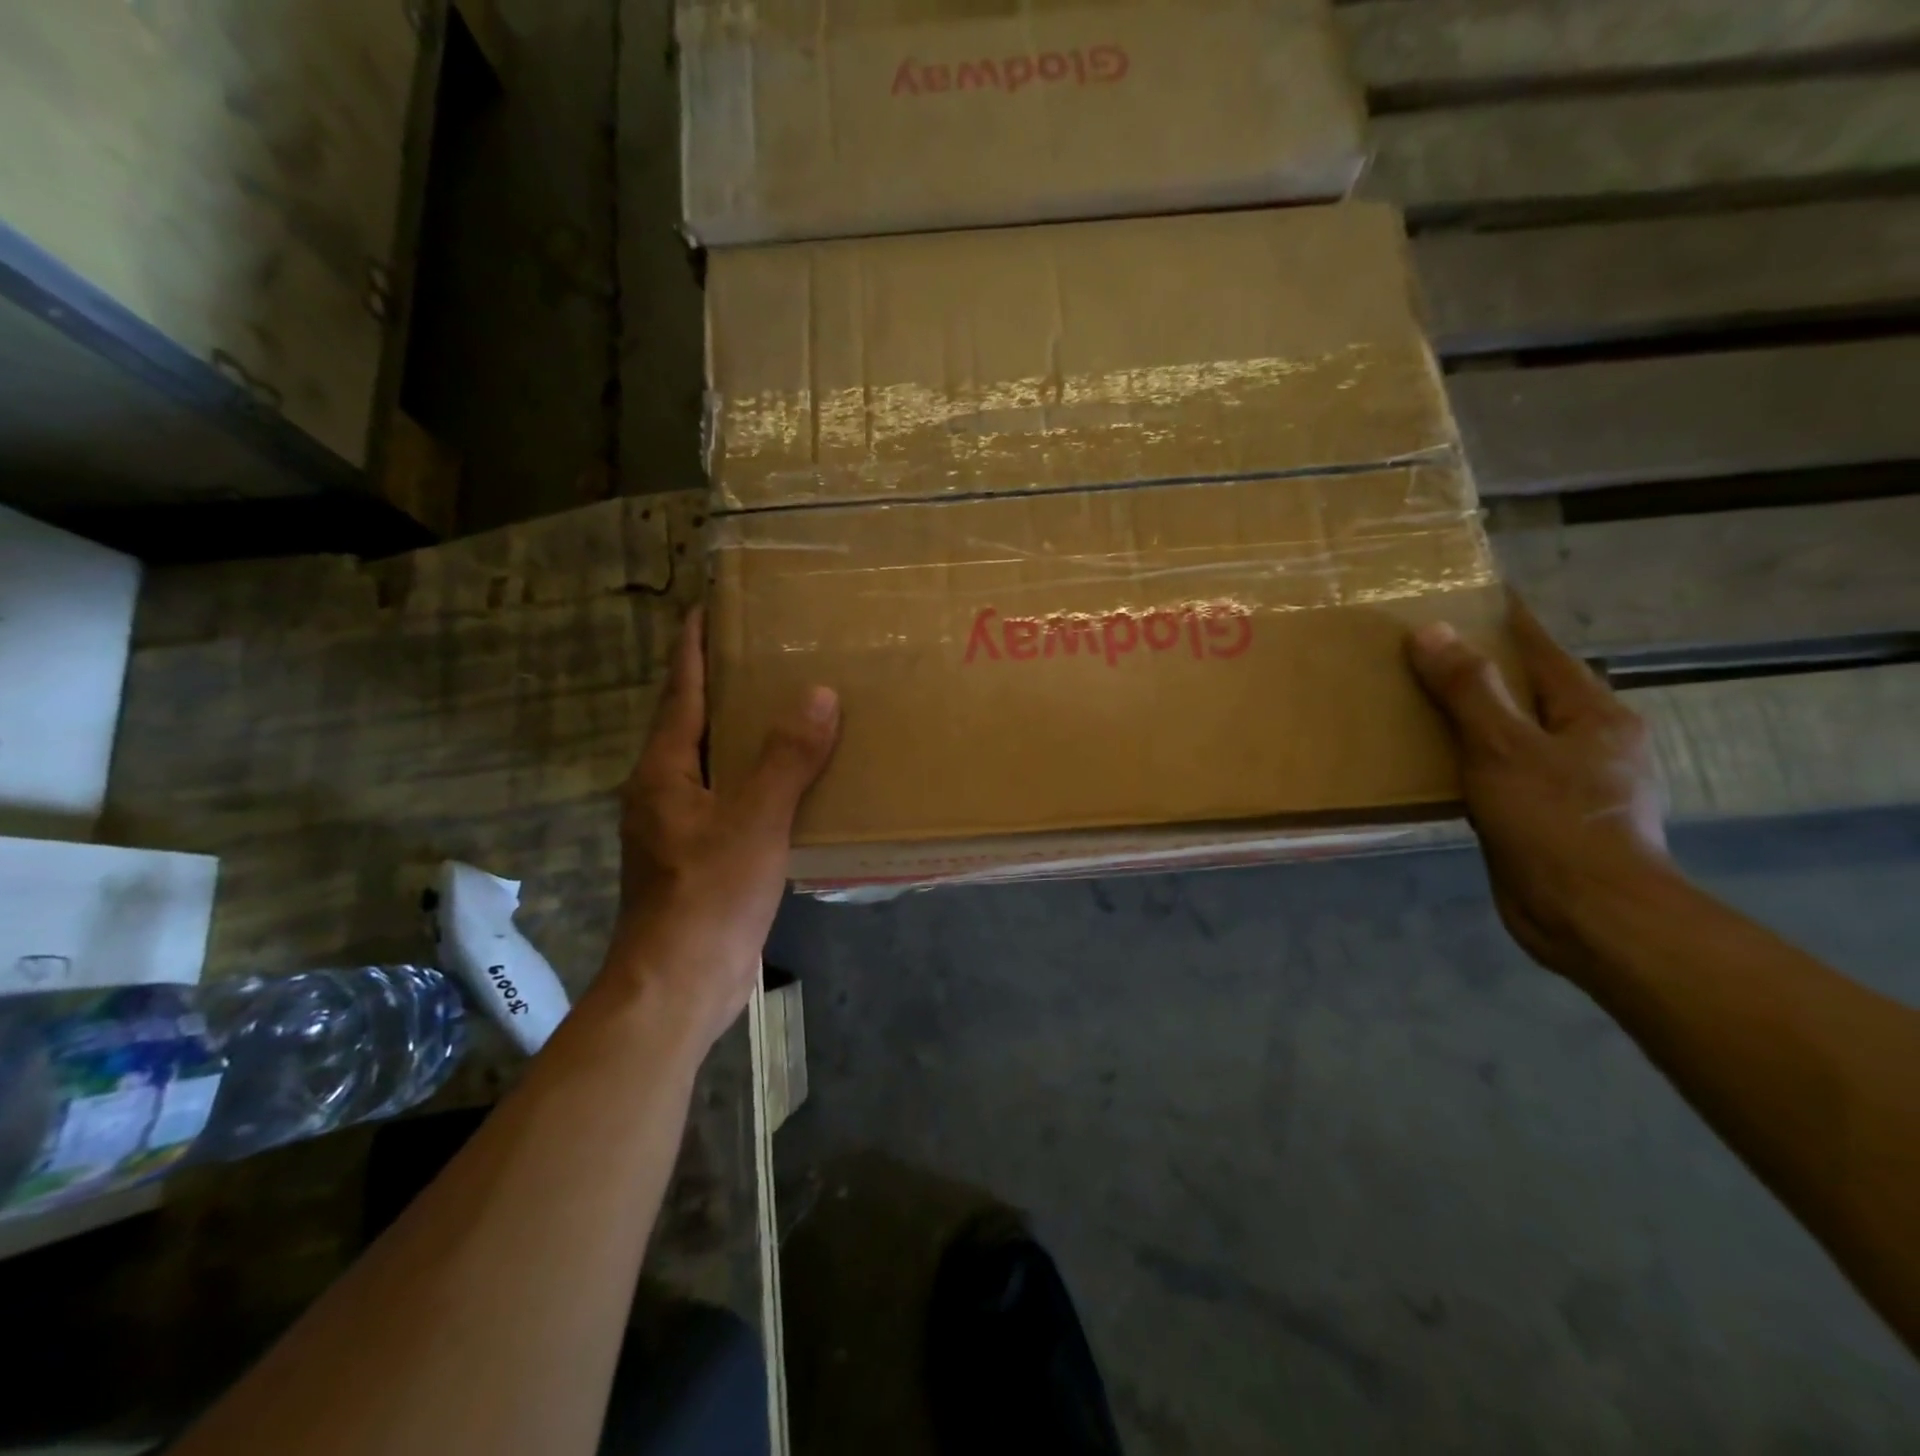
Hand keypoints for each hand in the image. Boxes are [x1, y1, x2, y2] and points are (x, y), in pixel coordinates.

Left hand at [604, 607, 838, 1052]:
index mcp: (664, 771)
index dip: (693, 647)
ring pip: (713, 764)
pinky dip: (757, 780)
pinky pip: (731, 801)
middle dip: (723, 686)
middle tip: (768, 652)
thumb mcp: (755, 821)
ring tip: (788, 708)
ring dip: (743, 735)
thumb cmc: (708, 896)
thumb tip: (818, 693)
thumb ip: (786, 758)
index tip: (710, 606)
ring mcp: (678, 828)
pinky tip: (793, 783)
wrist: (677, 988)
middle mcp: (663, 792)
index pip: (678, 691)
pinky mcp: (699, 859)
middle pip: (692, 723)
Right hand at [1407, 595, 1674, 984]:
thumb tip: (1431, 632)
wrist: (1587, 914)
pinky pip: (1503, 771)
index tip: (1475, 598)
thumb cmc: (1554, 821)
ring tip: (1423, 702)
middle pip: (1531, 691)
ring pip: (1515, 733)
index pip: (1546, 651)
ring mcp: (1573, 783)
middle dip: (1485, 670)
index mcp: (1595, 715)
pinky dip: (1473, 759)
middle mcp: (1591, 742)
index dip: (1509, 623)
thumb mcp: (1502, 747)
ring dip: (1475, 718)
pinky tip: (1440, 763)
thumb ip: (1468, 690)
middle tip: (1429, 651)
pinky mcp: (1548, 817)